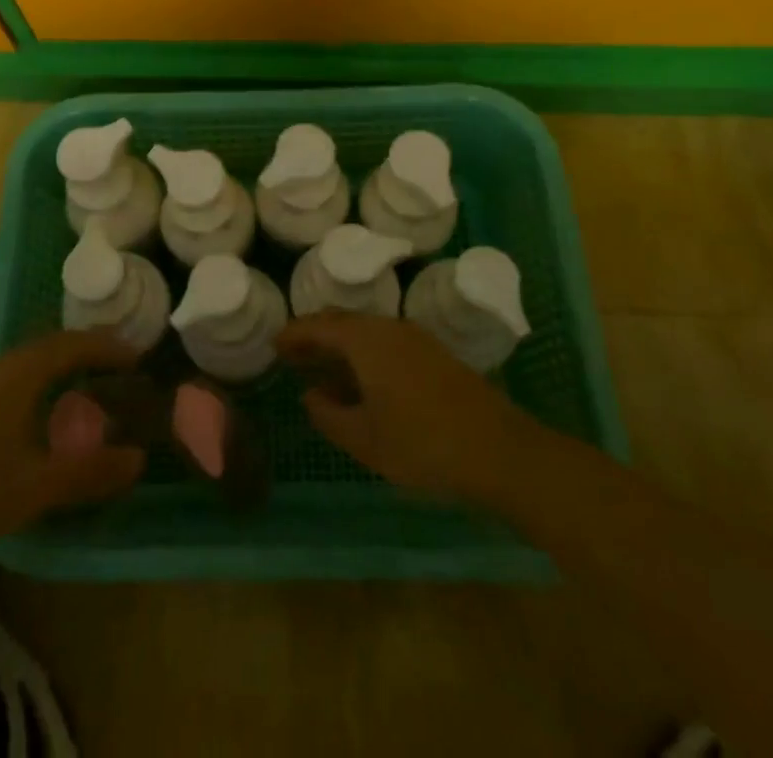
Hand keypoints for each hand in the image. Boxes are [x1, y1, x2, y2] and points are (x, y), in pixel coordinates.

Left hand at [0, 332, 146, 560]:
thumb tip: (138, 459)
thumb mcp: (36, 486)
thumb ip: (89, 472)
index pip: (73, 344)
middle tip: (118, 367)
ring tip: (86, 385)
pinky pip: (12, 379)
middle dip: (87, 351)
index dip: (108, 347)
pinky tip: (39, 415)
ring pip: (28, 362)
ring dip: (61, 366)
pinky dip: (39, 383)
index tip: (137, 356)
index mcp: (20, 373)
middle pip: (51, 346)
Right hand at [277, 314, 543, 507]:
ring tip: (322, 371)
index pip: (320, 326)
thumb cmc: (422, 444)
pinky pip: (386, 342)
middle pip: (343, 323)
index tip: (274, 344)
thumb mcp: (366, 440)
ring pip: (366, 332)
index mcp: (366, 341)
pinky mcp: (434, 354)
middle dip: (315, 337)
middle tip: (292, 357)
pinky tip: (362, 382)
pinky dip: (364, 354)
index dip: (294, 334)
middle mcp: (389, 328)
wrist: (499, 449)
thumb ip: (329, 415)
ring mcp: (415, 339)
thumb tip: (311, 395)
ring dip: (341, 347)